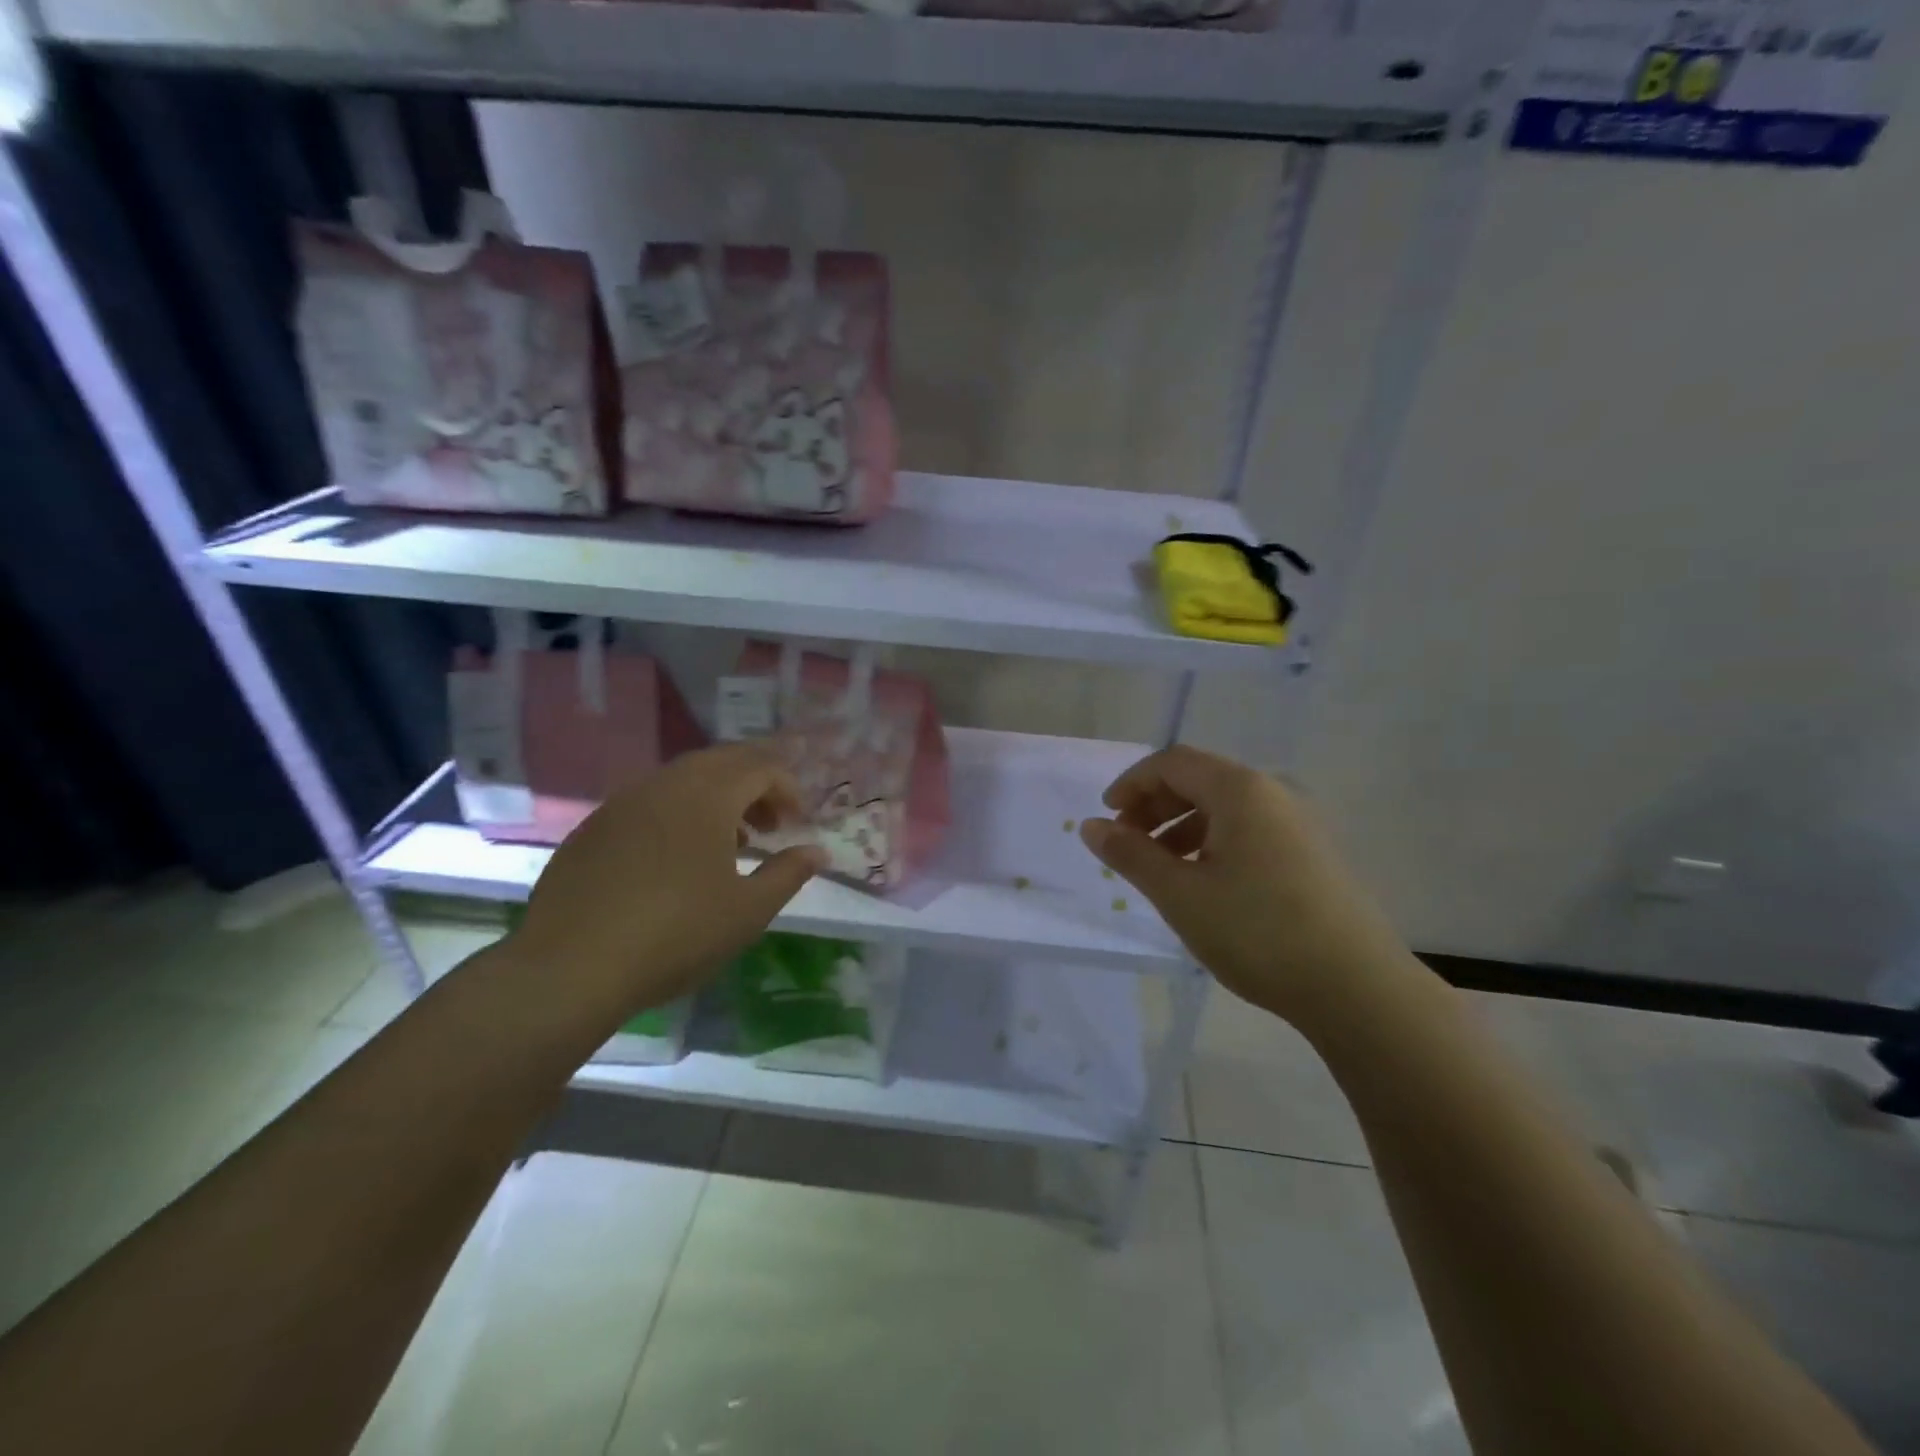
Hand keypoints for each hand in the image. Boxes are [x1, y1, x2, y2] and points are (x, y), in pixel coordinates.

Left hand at [508, 743, 827, 1021]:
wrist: (571, 968)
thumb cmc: (676, 935)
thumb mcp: (748, 911)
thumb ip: (788, 873)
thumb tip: (817, 852)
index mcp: (707, 796)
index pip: (761, 768)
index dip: (788, 790)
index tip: (798, 825)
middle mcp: (664, 785)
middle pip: (721, 762)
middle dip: (754, 787)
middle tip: (770, 827)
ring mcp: (622, 803)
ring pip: (681, 780)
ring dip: (716, 800)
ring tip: (729, 846)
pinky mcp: (593, 829)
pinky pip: (648, 803)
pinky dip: (677, 815)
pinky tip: (675, 861)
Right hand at [1079, 745, 1419, 1029]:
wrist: (1357, 988)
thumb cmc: (1257, 932)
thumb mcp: (1180, 893)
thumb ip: (1131, 854)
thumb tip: (1092, 826)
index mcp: (1241, 790)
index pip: (1172, 762)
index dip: (1132, 784)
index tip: (1107, 819)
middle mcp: (1274, 793)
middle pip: (1200, 779)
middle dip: (1155, 805)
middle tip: (1128, 844)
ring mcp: (1300, 823)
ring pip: (1225, 807)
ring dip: (1182, 826)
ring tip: (1161, 868)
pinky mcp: (1313, 854)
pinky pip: (1250, 830)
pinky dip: (1214, 843)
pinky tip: (1205, 883)